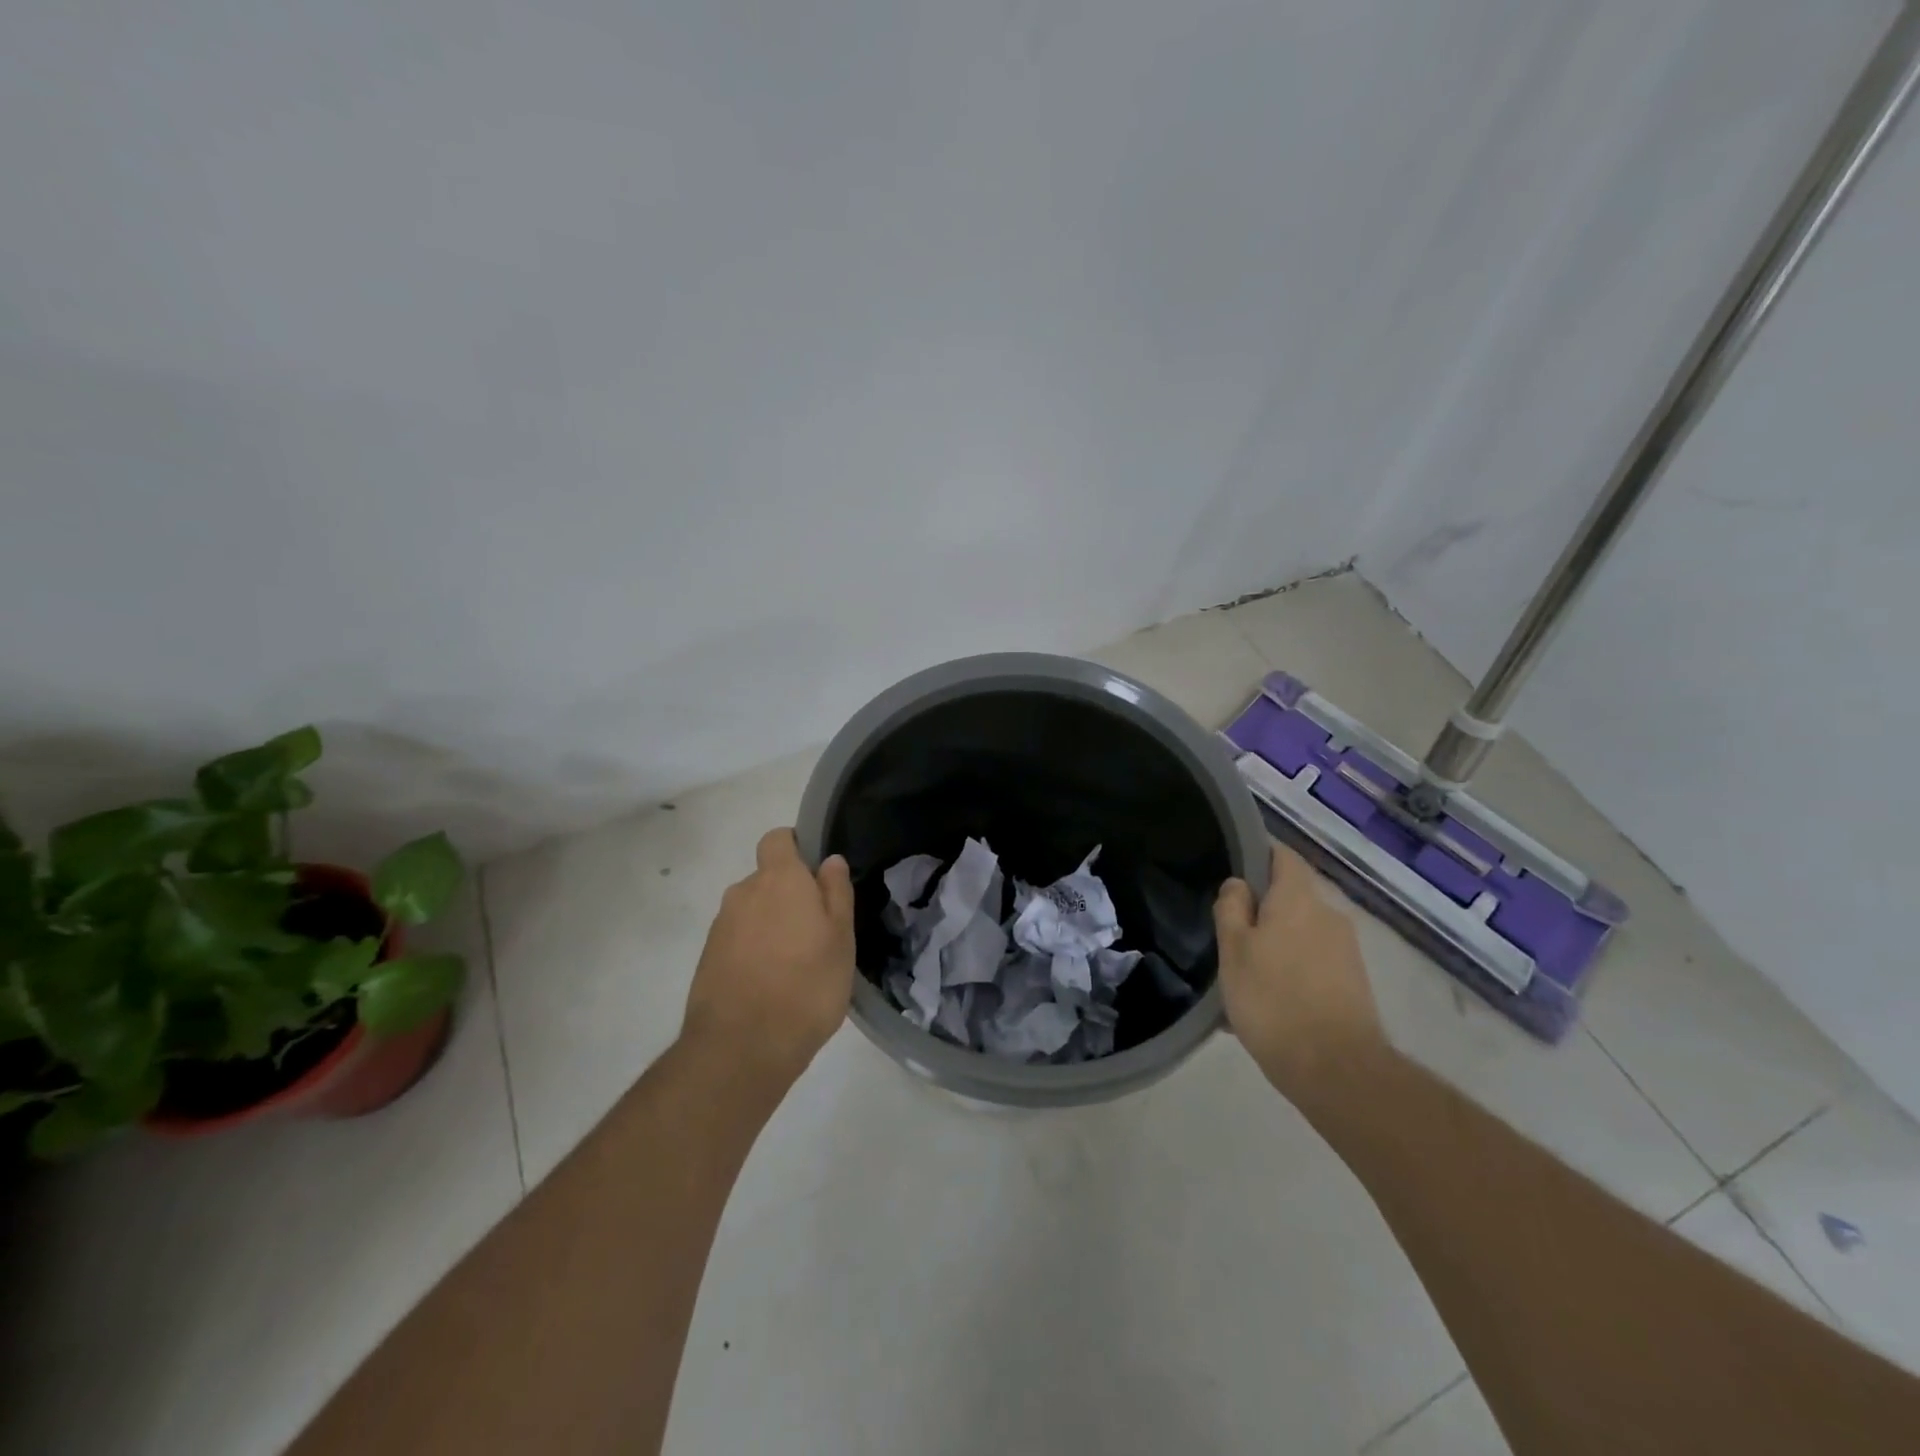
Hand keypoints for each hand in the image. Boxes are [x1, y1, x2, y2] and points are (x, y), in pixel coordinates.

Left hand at [681, 828, 855, 1087]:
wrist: (741, 1048)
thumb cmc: (807, 985)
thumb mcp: (841, 938)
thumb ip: (836, 893)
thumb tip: (830, 861)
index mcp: (778, 879)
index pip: (777, 839)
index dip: (796, 848)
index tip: (816, 876)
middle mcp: (743, 893)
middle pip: (766, 879)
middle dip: (788, 895)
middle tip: (816, 931)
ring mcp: (720, 927)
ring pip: (752, 912)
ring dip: (771, 926)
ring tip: (795, 965)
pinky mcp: (707, 960)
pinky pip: (737, 941)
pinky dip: (753, 952)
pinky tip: (772, 985)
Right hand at [1214, 844, 1389, 1109]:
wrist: (1337, 1070)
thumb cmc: (1273, 999)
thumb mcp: (1233, 950)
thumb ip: (1232, 908)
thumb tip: (1239, 884)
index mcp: (1298, 899)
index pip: (1282, 855)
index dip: (1258, 854)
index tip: (1233, 869)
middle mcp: (1329, 915)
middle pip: (1291, 897)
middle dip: (1263, 909)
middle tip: (1230, 933)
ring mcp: (1346, 951)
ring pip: (1301, 933)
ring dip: (1276, 944)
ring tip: (1245, 975)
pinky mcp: (1354, 984)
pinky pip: (1313, 963)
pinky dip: (1291, 971)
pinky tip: (1269, 1002)